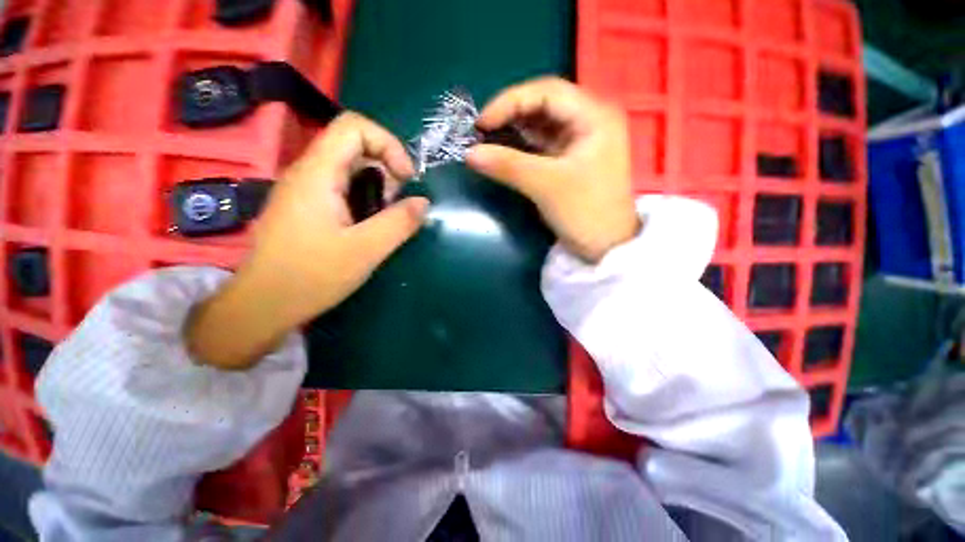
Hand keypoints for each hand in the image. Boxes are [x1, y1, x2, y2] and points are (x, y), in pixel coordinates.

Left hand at [186, 112, 427, 368]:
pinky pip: (340, 186)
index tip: (406, 178)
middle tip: (397, 202)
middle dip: (386, 166)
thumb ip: (399, 223)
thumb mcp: (365, 251)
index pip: (355, 127)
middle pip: (353, 144)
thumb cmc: (311, 276)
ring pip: (347, 166)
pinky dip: (363, 196)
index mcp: (318, 174)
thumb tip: (423, 202)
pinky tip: (368, 224)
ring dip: (377, 184)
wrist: (263, 304)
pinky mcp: (305, 206)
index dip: (388, 144)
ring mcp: (304, 189)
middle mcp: (308, 173)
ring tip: (386, 215)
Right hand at [466, 77, 639, 262]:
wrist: (606, 246)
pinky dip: (523, 146)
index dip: (509, 102)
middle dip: (511, 114)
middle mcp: (591, 118)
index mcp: (594, 115)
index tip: (480, 123)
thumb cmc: (585, 213)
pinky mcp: (573, 157)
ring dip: (515, 129)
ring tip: (489, 140)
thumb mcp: (545, 186)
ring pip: (542, 123)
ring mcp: (582, 138)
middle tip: (482, 132)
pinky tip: (506, 151)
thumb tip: (469, 154)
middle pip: (544, 104)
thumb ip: (507, 165)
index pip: (546, 91)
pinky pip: (544, 142)